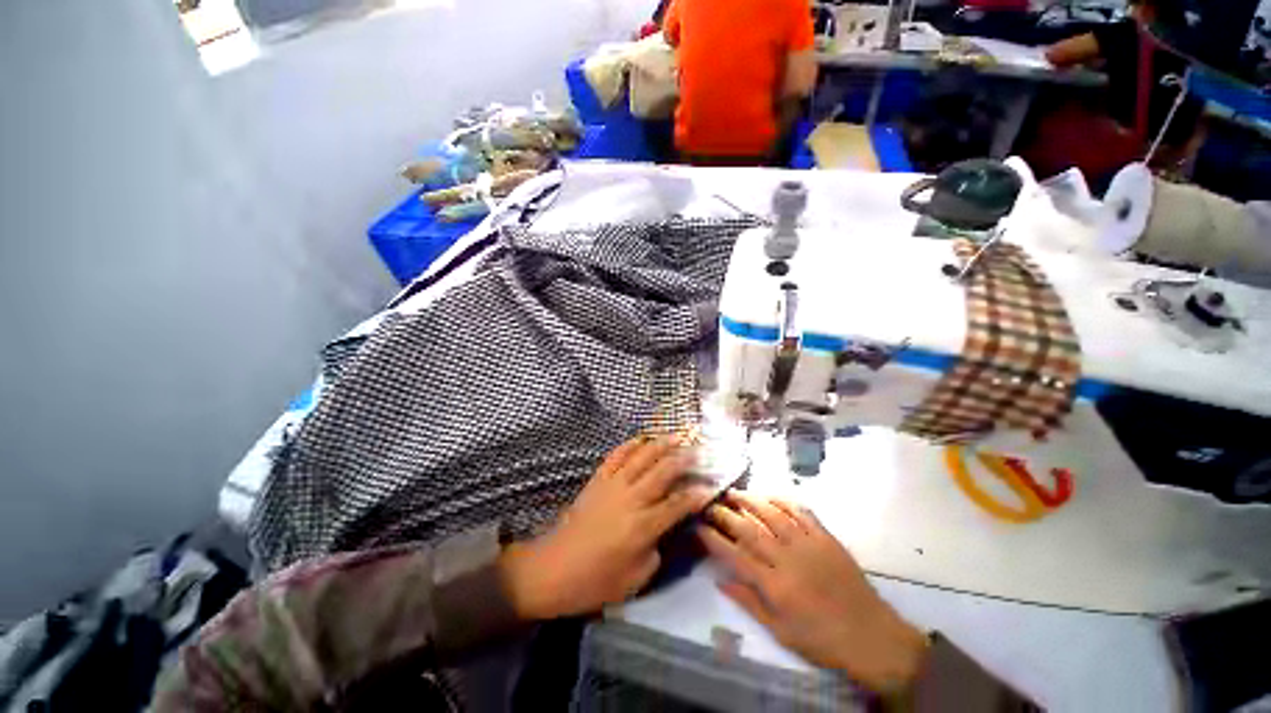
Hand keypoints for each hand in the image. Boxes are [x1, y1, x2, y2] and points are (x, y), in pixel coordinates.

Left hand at [499, 436, 711, 619]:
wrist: (552, 570)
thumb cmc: (595, 581)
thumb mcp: (636, 579)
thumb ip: (656, 551)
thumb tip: (665, 530)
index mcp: (643, 526)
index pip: (678, 504)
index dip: (697, 495)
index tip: (710, 487)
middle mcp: (631, 499)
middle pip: (663, 471)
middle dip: (685, 459)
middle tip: (700, 450)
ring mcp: (613, 485)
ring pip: (642, 457)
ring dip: (662, 444)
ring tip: (677, 435)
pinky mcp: (597, 480)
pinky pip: (616, 456)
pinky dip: (630, 444)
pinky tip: (641, 438)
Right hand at [698, 491, 928, 692]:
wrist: (871, 635)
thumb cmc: (822, 640)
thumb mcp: (781, 632)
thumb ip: (749, 603)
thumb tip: (720, 581)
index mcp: (775, 585)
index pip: (735, 555)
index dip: (713, 539)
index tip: (698, 527)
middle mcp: (787, 559)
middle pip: (749, 529)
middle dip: (726, 514)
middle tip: (710, 504)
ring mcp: (808, 544)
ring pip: (772, 514)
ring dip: (750, 500)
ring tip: (733, 493)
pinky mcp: (825, 537)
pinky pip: (801, 512)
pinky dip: (783, 500)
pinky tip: (769, 495)